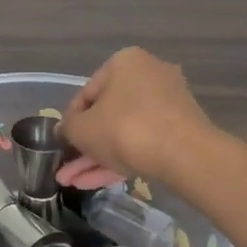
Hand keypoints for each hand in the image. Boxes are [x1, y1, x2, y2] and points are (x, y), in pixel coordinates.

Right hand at [58, 47, 216, 185]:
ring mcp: (167, 105)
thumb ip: (68, 127)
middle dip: (83, 146)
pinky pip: (142, 143)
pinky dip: (119, 160)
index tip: (62, 142)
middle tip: (65, 167)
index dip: (70, 120)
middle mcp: (149, 76)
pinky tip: (93, 183)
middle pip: (107, 115)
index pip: (87, 92)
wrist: (184, 155)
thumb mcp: (82, 129)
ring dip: (96, 158)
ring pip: (123, 133)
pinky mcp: (179, 131)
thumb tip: (65, 130)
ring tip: (72, 183)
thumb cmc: (124, 128)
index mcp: (125, 63)